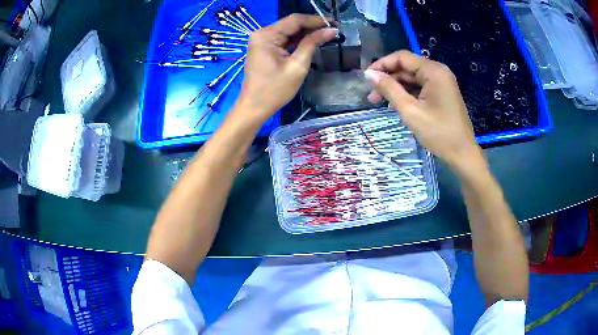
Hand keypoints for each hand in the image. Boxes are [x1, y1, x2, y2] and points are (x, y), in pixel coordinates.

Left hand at [234, 14, 337, 122]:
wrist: (254, 108)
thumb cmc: (275, 90)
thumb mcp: (297, 66)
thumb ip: (312, 44)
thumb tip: (331, 30)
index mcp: (266, 35)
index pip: (295, 20)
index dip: (316, 20)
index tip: (335, 23)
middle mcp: (261, 34)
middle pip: (291, 24)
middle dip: (312, 26)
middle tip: (333, 30)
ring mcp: (261, 40)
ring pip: (288, 31)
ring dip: (306, 33)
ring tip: (326, 35)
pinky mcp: (263, 48)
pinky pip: (283, 39)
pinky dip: (297, 40)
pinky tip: (312, 41)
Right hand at [364, 50, 483, 169]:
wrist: (462, 154)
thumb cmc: (438, 133)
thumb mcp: (410, 110)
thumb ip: (389, 89)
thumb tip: (369, 74)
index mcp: (433, 71)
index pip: (402, 58)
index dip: (382, 65)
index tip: (366, 78)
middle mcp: (438, 72)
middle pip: (407, 68)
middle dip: (388, 79)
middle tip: (371, 96)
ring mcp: (441, 83)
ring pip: (412, 78)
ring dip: (396, 88)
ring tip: (378, 103)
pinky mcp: (442, 93)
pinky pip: (420, 88)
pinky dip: (407, 94)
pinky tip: (395, 106)